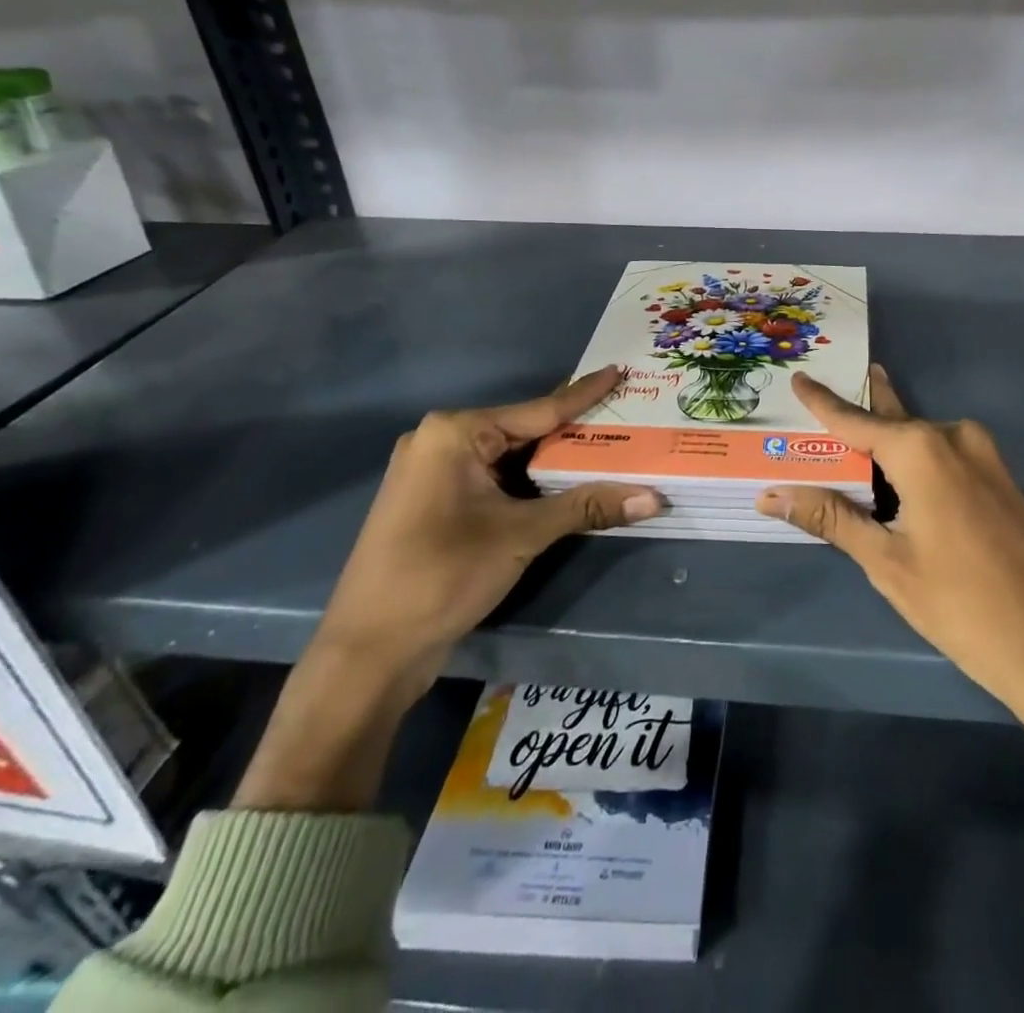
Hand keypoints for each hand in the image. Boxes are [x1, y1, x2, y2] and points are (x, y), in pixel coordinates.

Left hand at [236, 367, 661, 812]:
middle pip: (525, 432)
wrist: (369, 652)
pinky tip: (567, 485)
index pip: (538, 409)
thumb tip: (654, 499)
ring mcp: (435, 474)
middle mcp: (441, 442)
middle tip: (625, 419)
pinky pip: (495, 480)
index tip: (619, 371)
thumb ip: (587, 507)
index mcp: (455, 433)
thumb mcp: (521, 535)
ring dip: (555, 462)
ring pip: (511, 459)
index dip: (584, 394)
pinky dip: (531, 483)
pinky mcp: (436, 504)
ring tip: (609, 450)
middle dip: (574, 433)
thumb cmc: (442, 575)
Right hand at [758, 366, 1023, 881]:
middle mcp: (954, 438)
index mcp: (921, 449)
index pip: (855, 420)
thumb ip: (831, 518)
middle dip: (859, 412)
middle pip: (892, 421)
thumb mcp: (886, 562)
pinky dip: (916, 462)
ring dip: (887, 443)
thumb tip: (773, 494)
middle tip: (824, 396)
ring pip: (921, 440)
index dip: (823, 401)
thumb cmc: (960, 604)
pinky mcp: (1003, 480)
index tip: (800, 377)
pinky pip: (947, 457)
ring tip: (851, 445)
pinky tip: (898, 480)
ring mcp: (985, 457)